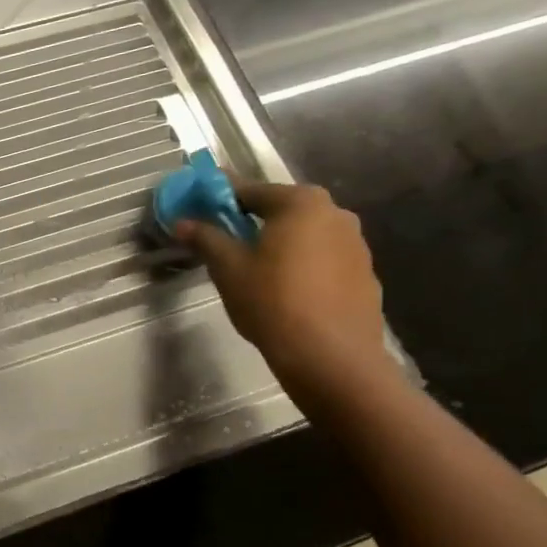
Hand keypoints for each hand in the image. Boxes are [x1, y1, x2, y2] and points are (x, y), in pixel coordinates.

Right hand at [177, 179, 390, 393]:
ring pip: (304, 235)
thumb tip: (182, 222)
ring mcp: (356, 244)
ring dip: (278, 242)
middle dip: (251, 220)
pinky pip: (323, 259)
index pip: (250, 190)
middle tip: (223, 239)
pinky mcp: (364, 274)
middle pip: (281, 210)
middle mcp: (335, 213)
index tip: (198, 205)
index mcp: (301, 203)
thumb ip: (206, 238)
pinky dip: (301, 264)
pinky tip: (284, 289)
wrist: (331, 357)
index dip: (220, 197)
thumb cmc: (273, 302)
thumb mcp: (228, 268)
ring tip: (253, 267)